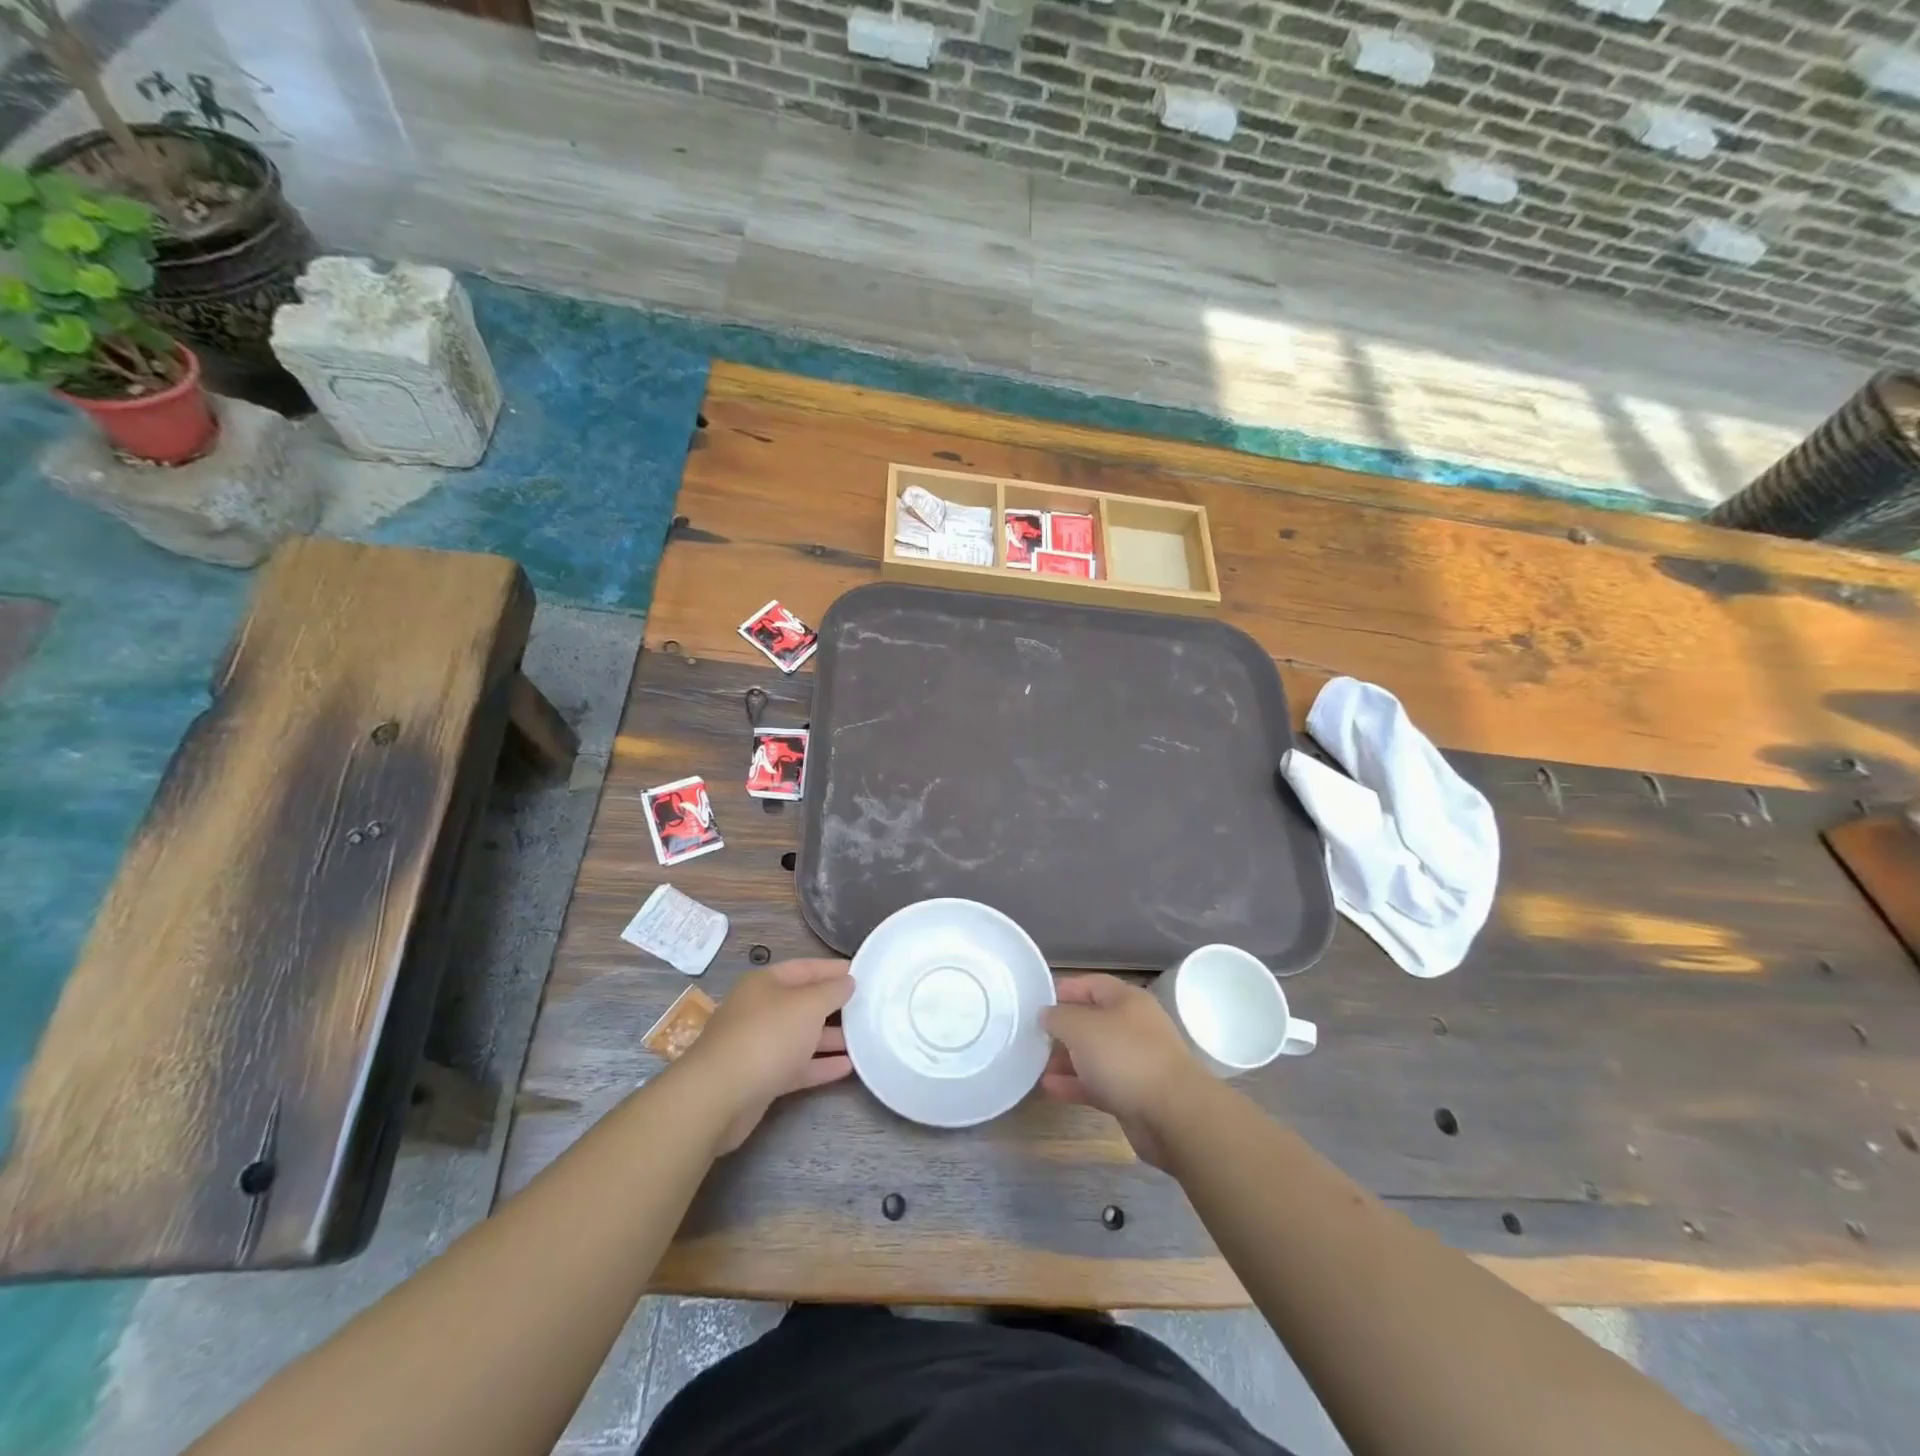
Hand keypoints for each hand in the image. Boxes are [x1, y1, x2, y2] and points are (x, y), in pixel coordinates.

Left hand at [681, 959, 853, 1154]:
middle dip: (833, 1006)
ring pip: (800, 1036)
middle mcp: (760, 1010)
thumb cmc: (767, 1036)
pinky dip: (820, 1065)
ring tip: (863, 1039)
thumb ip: (831, 991)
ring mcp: (758, 1045)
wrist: (718, 1096)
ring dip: (830, 1038)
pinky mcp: (760, 1078)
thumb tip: (848, 981)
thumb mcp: (807, 1005)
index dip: (832, 969)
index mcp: (765, 984)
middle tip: (867, 1008)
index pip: (804, 968)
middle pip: (802, 1003)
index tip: (860, 972)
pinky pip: (796, 1066)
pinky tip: (847, 1067)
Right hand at [1042, 974, 1207, 1168]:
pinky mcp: (1134, 1095)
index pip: (1092, 984)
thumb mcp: (1082, 1027)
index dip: (1065, 989)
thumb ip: (1058, 1017)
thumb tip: (1046, 1014)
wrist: (1173, 1114)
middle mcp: (1134, 1027)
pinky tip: (1050, 1088)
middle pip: (1093, 1020)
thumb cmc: (1125, 1056)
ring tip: (1036, 1064)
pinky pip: (1099, 1083)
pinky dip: (1076, 1084)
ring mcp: (1136, 1062)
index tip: (1037, 1002)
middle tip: (1034, 1036)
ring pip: (1095, 1055)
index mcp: (1128, 1000)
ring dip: (1067, 1059)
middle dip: (1064, 1028)